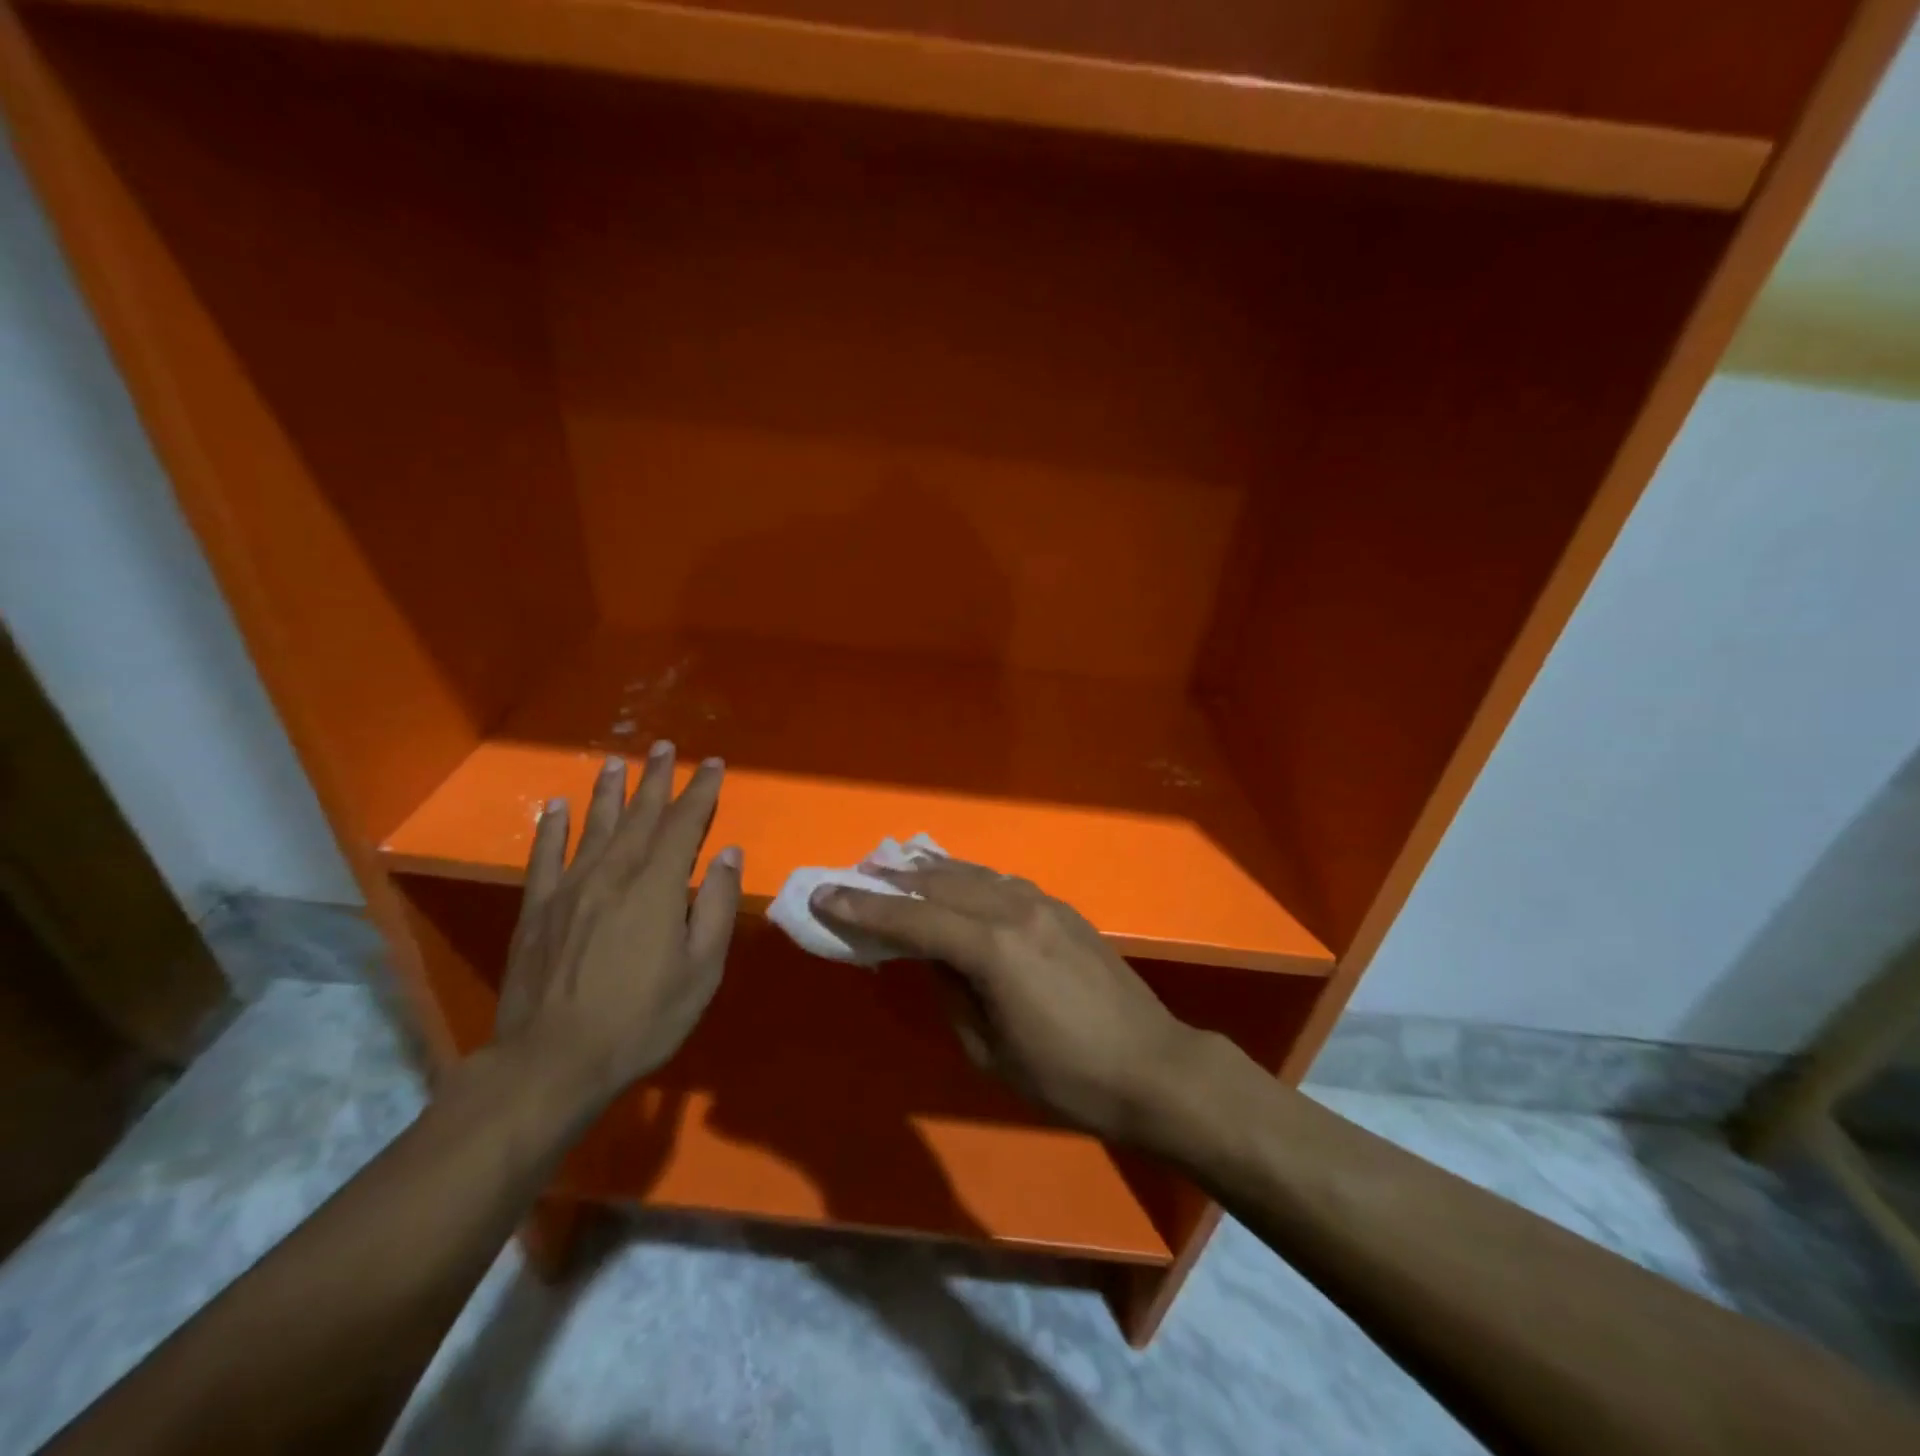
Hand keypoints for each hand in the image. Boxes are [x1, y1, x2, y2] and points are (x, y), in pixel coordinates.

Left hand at [494, 744, 739, 1114]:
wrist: (551, 1063)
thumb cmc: (641, 1019)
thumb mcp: (701, 970)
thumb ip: (714, 906)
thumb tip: (726, 854)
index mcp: (656, 887)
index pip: (684, 825)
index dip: (700, 792)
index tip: (712, 764)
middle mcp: (612, 874)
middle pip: (639, 816)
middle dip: (657, 779)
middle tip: (665, 747)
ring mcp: (569, 889)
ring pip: (594, 827)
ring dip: (609, 792)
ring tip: (618, 761)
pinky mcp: (537, 910)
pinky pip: (544, 857)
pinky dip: (552, 828)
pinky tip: (556, 806)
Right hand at [813, 854, 1204, 1142]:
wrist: (1152, 1067)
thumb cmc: (1066, 1076)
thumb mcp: (991, 1050)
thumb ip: (953, 992)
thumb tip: (934, 957)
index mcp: (992, 948)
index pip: (913, 917)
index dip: (865, 906)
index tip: (825, 894)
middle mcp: (1014, 909)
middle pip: (941, 883)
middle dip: (893, 879)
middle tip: (855, 873)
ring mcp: (1042, 903)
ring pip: (973, 874)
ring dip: (931, 870)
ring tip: (896, 865)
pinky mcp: (1061, 909)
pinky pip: (1001, 882)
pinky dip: (968, 877)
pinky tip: (956, 880)